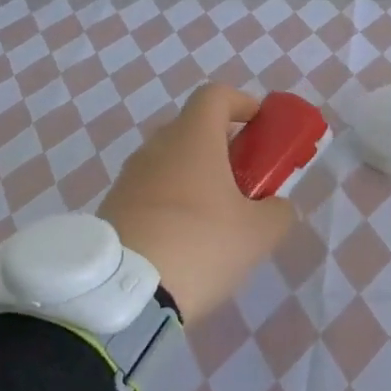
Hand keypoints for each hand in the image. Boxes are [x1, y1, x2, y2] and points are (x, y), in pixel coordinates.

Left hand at [98, 84, 296, 321]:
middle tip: (245, 181)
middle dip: (223, 147)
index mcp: (193, 139)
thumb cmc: (200, 245)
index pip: (216, 95)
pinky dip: (171, 204)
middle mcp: (156, 148)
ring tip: (217, 219)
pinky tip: (185, 243)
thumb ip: (278, 211)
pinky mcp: (111, 209)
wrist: (122, 296)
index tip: (260, 126)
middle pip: (193, 130)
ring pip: (170, 163)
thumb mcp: (259, 233)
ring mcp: (128, 178)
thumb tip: (276, 206)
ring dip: (196, 178)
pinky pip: (150, 193)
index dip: (242, 103)